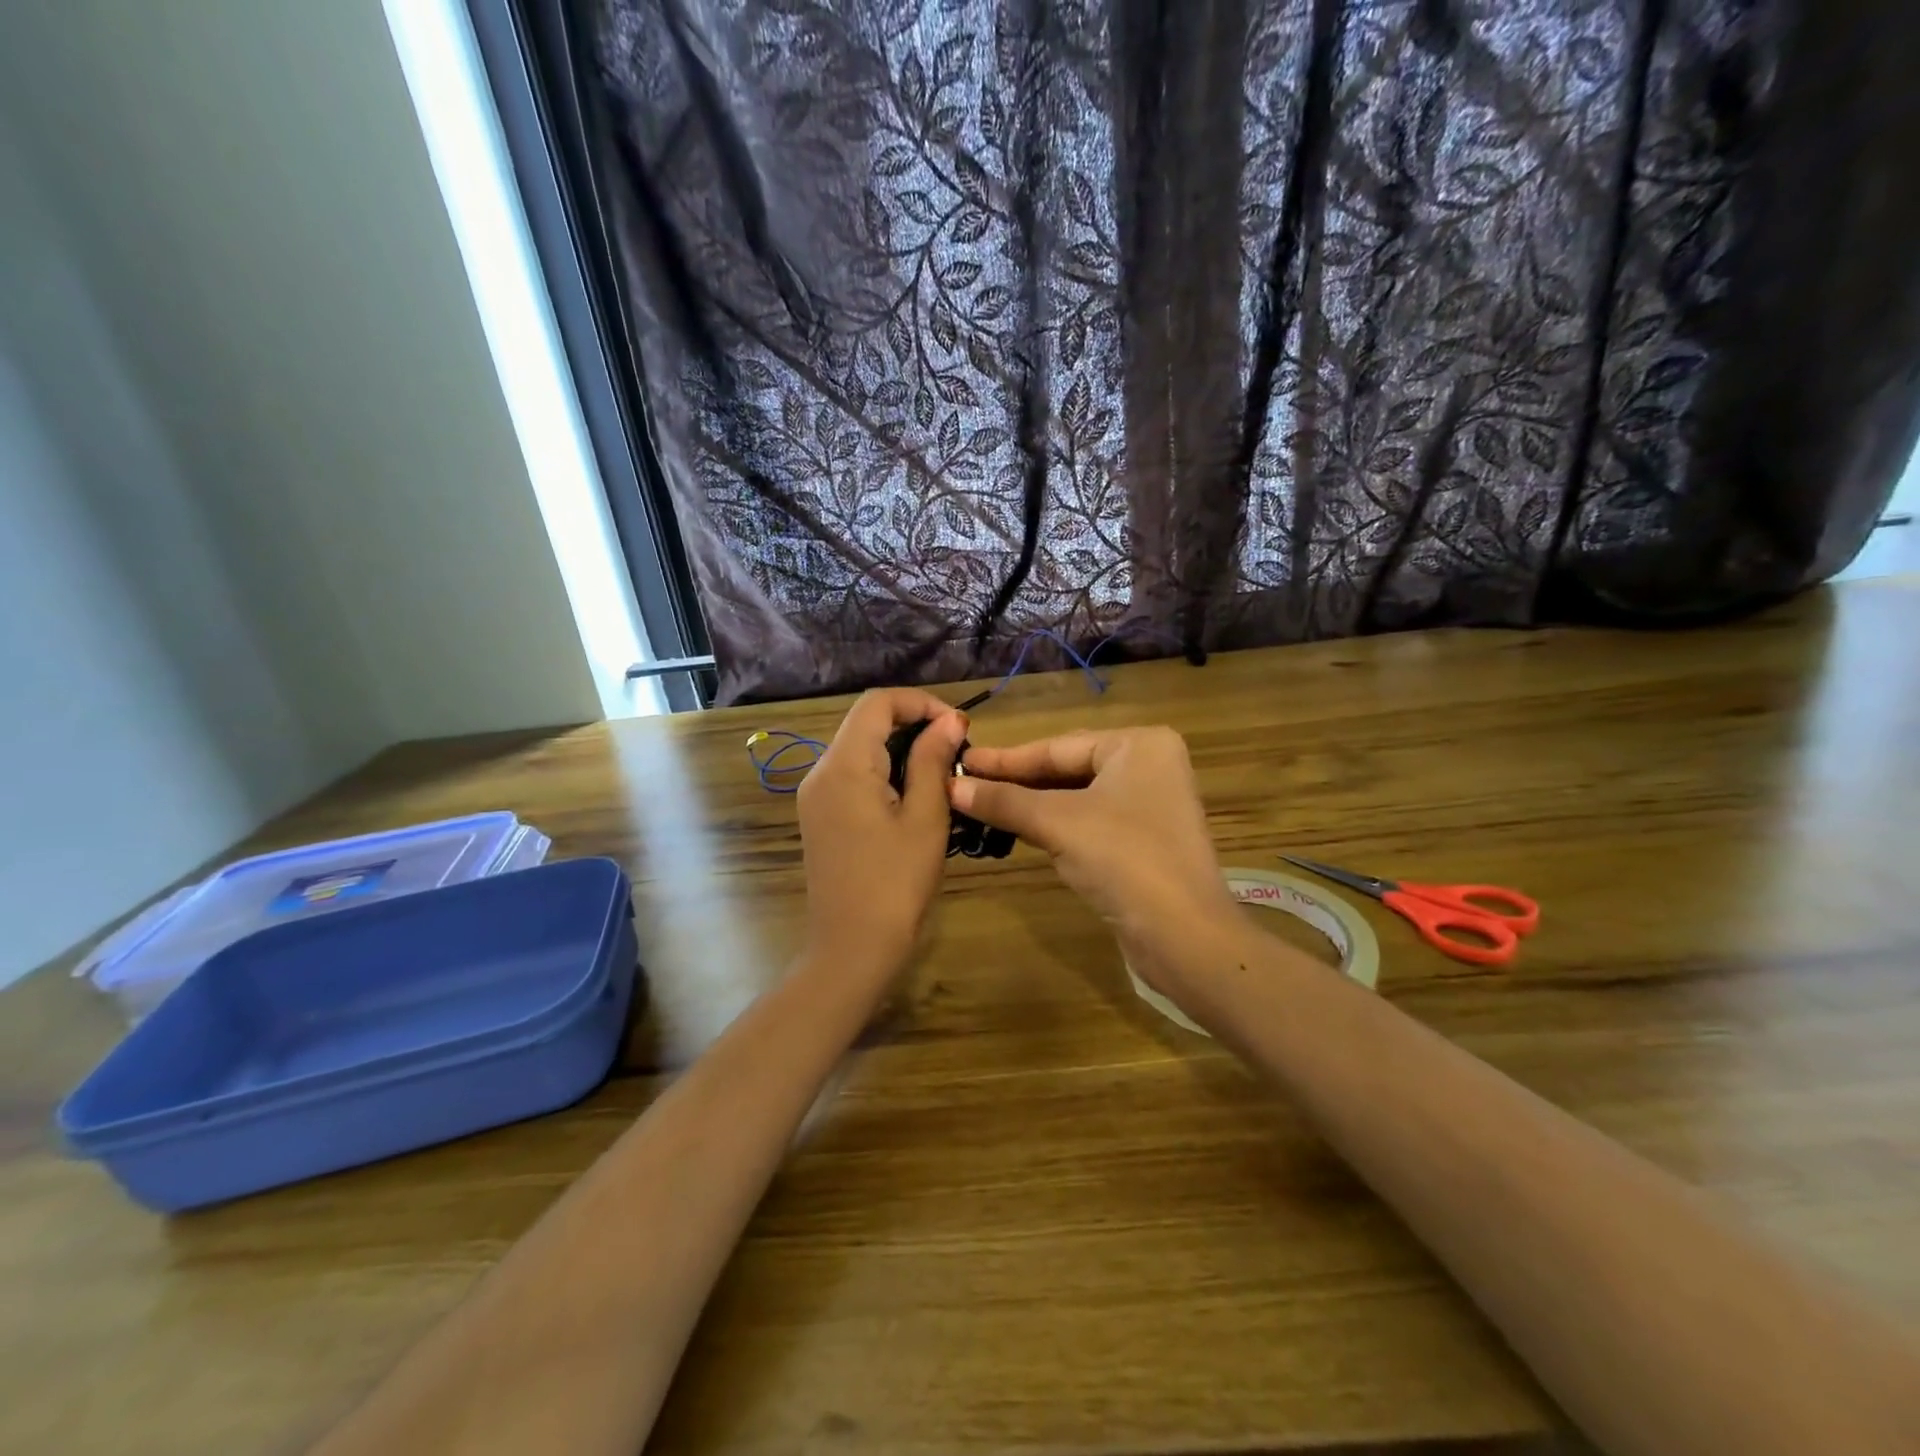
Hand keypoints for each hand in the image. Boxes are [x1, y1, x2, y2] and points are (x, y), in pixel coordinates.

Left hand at [796, 689, 966, 990]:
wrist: (851, 949)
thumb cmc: (896, 885)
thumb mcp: (926, 819)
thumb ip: (933, 761)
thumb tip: (949, 720)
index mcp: (844, 766)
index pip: (878, 702)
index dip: (922, 703)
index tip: (960, 729)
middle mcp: (821, 771)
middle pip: (866, 722)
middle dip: (914, 724)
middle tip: (957, 752)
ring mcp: (815, 796)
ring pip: (860, 748)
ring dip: (901, 749)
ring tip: (943, 773)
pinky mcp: (819, 816)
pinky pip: (853, 775)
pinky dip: (885, 771)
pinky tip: (915, 797)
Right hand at [951, 727, 1238, 993]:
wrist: (1184, 936)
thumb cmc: (1124, 859)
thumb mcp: (1058, 823)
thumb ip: (1004, 801)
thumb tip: (951, 785)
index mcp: (1139, 744)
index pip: (1057, 746)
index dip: (1005, 758)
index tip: (962, 761)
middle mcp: (1149, 766)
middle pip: (1067, 769)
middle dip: (1017, 782)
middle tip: (964, 784)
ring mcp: (1149, 805)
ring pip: (1076, 797)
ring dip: (1032, 805)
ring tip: (980, 805)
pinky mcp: (1144, 840)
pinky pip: (1088, 821)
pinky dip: (1054, 826)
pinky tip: (1019, 830)